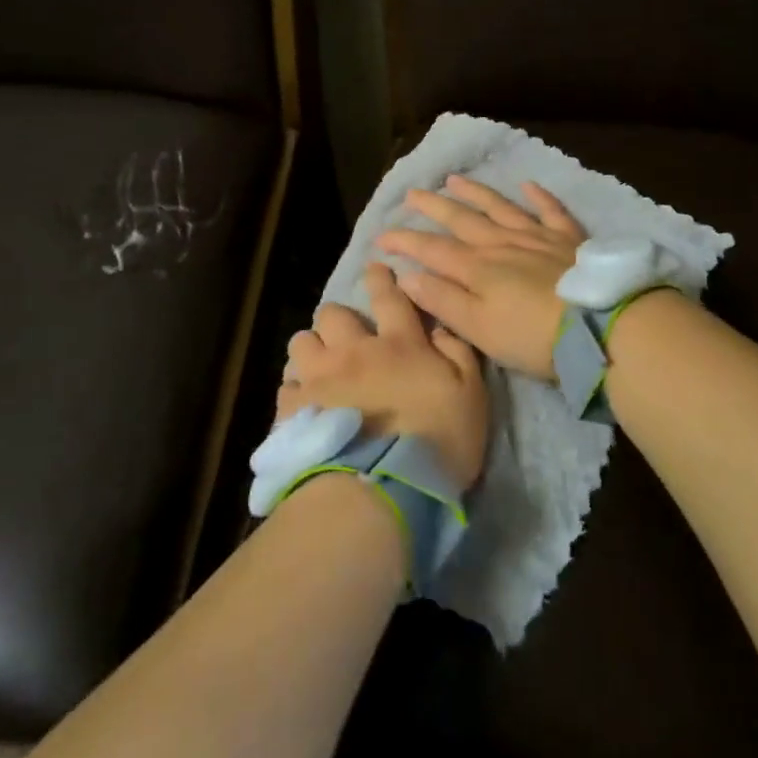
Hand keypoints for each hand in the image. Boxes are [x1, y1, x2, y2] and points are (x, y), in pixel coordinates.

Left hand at [277, 262, 488, 487]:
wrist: (383, 488)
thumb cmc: (438, 441)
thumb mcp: (471, 394)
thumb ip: (457, 353)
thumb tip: (439, 326)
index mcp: (398, 343)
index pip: (388, 296)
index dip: (381, 279)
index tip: (375, 269)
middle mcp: (353, 351)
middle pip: (332, 314)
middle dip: (338, 319)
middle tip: (347, 339)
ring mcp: (318, 379)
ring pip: (302, 343)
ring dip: (312, 349)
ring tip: (320, 369)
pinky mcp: (293, 410)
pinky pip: (286, 385)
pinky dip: (296, 389)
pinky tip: (306, 404)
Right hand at [374, 175, 586, 379]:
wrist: (599, 326)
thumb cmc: (532, 336)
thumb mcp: (478, 328)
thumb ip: (442, 300)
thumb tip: (406, 276)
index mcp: (477, 268)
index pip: (431, 249)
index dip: (405, 241)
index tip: (381, 236)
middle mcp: (502, 244)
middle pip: (462, 220)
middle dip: (434, 206)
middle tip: (413, 192)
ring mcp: (537, 237)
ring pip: (500, 208)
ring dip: (476, 192)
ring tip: (455, 179)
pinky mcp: (569, 240)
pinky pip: (551, 211)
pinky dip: (539, 196)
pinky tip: (528, 184)